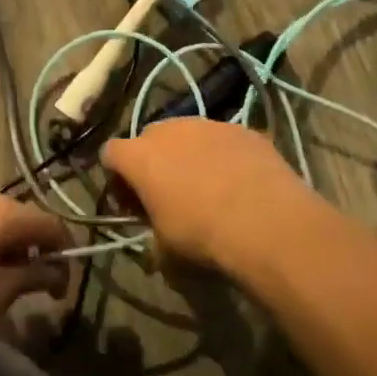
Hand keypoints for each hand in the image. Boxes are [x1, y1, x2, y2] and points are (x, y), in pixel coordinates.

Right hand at [101, 120, 319, 269]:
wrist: (265, 220)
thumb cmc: (202, 235)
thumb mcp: (165, 251)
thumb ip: (153, 238)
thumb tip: (158, 245)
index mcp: (140, 156)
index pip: (111, 153)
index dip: (117, 177)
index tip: (131, 203)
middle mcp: (169, 130)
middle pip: (149, 138)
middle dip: (153, 161)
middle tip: (168, 194)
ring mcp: (208, 124)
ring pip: (188, 134)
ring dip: (190, 155)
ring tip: (209, 186)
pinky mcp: (242, 129)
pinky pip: (223, 139)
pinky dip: (224, 155)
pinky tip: (239, 182)